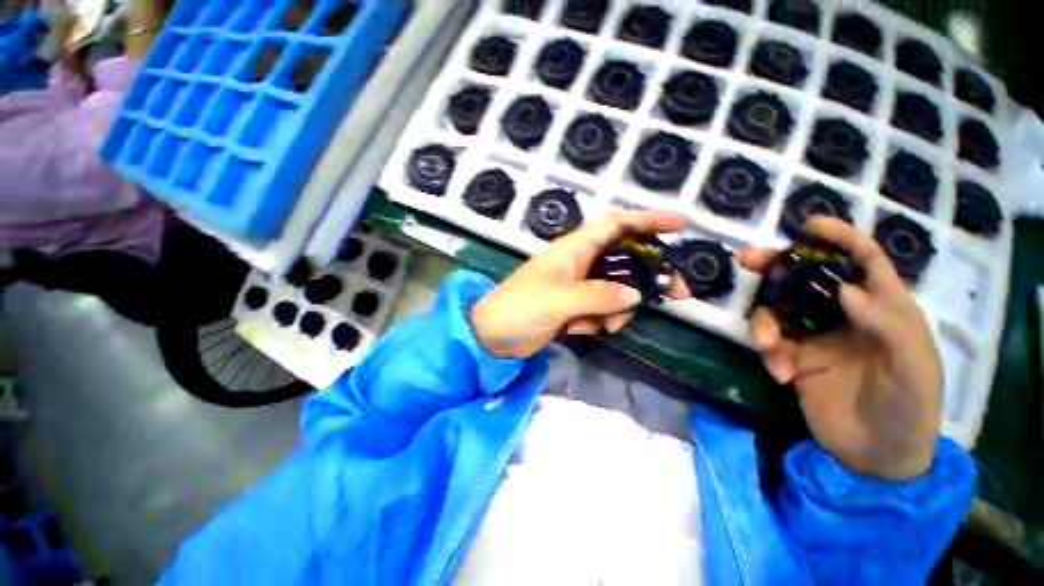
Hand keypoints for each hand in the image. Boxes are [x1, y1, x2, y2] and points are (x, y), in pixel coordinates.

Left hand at [471, 210, 689, 358]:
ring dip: (619, 308)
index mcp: (573, 249)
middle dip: (649, 275)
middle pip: (626, 259)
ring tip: (605, 327)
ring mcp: (579, 285)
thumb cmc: (518, 309)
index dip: (647, 220)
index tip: (680, 225)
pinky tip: (585, 331)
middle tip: (676, 293)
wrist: (492, 337)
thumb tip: (636, 295)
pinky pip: (604, 308)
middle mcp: (580, 263)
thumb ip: (598, 296)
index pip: (615, 225)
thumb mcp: (558, 301)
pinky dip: (602, 320)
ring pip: (618, 288)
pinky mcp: (576, 306)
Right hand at [740, 217, 942, 479]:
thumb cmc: (909, 407)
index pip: (864, 261)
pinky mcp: (795, 358)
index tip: (810, 225)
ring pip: (778, 309)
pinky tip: (781, 374)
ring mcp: (816, 336)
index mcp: (882, 309)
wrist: (877, 455)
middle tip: (747, 259)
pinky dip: (770, 354)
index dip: (840, 238)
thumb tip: (844, 288)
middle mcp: (844, 316)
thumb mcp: (912, 368)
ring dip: (765, 323)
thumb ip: (886, 325)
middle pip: (806, 278)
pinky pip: (771, 343)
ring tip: (770, 347)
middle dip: (777, 266)